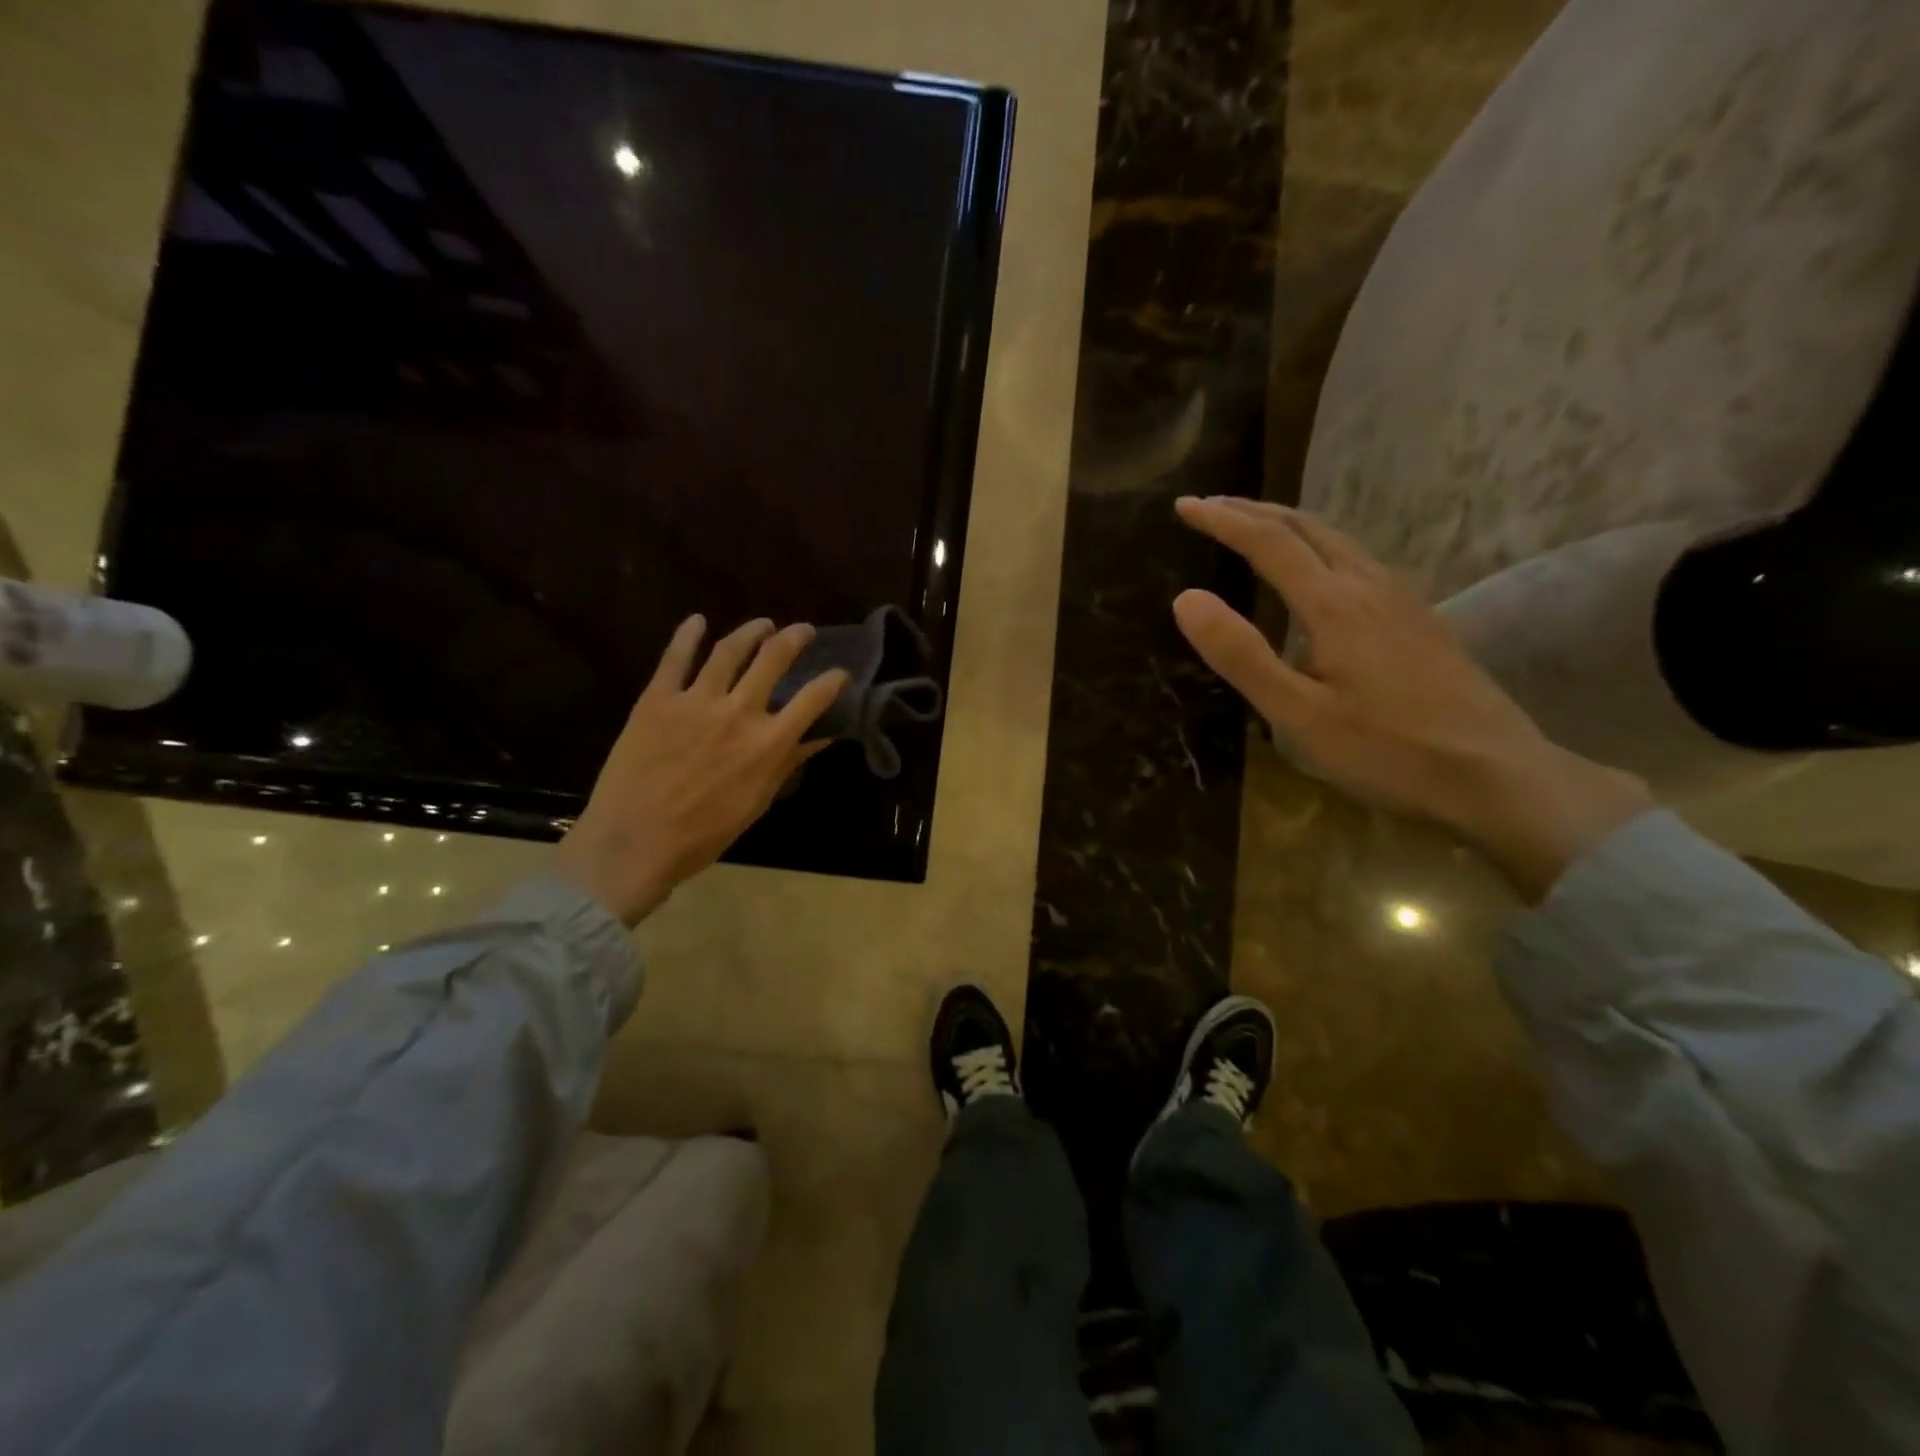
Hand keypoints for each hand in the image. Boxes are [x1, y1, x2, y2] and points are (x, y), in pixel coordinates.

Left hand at [555, 616, 847, 924]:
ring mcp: (696, 701)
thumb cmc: (704, 834)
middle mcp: (738, 712)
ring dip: (751, 631)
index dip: (833, 681)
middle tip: (803, 631)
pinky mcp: (657, 698)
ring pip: (730, 650)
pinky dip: (688, 635)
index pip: (813, 699)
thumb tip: (818, 738)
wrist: (634, 842)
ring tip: (763, 624)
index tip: (840, 673)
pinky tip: (697, 621)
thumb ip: (787, 763)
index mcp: (768, 743)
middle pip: (774, 659)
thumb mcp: (757, 802)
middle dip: (794, 639)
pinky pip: (675, 658)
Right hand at [1172, 496, 1652, 899]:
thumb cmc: (1386, 751)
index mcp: (1334, 604)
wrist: (1495, 774)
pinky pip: (1359, 559)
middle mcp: (1370, 584)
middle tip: (1211, 506)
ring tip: (1254, 527)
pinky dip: (1320, 546)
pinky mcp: (1420, 617)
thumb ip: (1241, 655)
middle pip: (1307, 526)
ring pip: (1338, 539)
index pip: (1268, 542)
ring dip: (1289, 524)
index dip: (1223, 520)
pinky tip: (1317, 571)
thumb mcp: (1297, 714)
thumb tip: (1187, 598)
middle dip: (1254, 510)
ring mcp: (1402, 598)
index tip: (1184, 505)